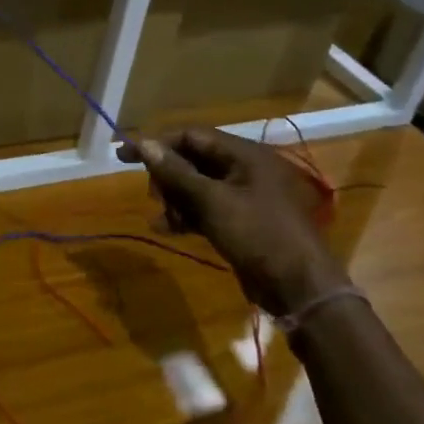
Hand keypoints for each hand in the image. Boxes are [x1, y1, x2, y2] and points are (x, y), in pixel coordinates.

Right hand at [117, 128, 350, 317]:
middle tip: (153, 197)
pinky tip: (166, 228)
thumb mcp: (212, 201)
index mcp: (245, 155)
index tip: (125, 156)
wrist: (299, 287)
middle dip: (168, 177)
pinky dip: (186, 215)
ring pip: (197, 186)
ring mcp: (244, 196)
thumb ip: (176, 172)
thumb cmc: (257, 234)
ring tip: (162, 219)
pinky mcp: (241, 220)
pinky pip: (206, 208)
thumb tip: (144, 143)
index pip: (192, 136)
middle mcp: (245, 169)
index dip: (158, 144)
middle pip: (193, 160)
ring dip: (174, 199)